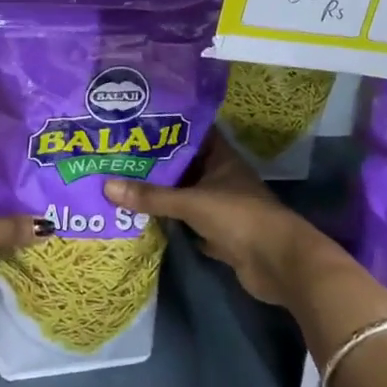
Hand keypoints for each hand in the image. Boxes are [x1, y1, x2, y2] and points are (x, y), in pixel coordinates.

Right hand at [105, 135, 348, 307]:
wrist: (279, 264)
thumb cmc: (240, 218)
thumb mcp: (192, 202)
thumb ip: (152, 196)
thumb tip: (107, 186)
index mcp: (221, 159)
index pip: (192, 133)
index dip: (167, 126)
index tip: (136, 122)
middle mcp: (220, 178)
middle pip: (184, 165)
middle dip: (155, 162)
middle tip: (118, 154)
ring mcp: (220, 206)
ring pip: (184, 193)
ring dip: (160, 192)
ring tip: (121, 180)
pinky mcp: (218, 233)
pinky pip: (187, 221)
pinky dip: (168, 220)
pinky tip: (140, 215)